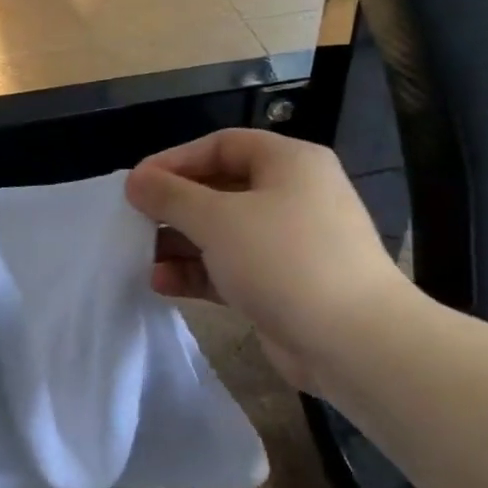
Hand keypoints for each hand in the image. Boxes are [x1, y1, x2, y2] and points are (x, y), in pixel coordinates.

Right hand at [125, 129, 408, 390]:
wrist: (353, 342)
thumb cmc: (284, 260)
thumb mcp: (218, 219)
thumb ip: (170, 196)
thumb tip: (135, 180)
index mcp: (289, 163)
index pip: (222, 145)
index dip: (175, 160)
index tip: (137, 183)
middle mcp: (292, 196)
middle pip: (220, 189)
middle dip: (174, 206)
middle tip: (133, 220)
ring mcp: (289, 243)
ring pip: (223, 232)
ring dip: (180, 242)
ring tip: (140, 256)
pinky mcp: (283, 285)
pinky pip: (231, 268)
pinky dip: (198, 272)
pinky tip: (162, 282)